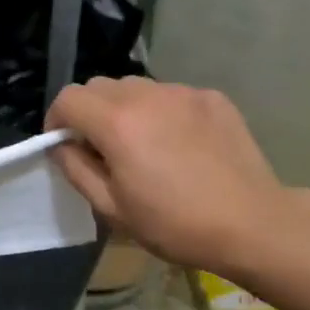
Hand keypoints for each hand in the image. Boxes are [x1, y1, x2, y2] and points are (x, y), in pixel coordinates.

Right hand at [47, 77, 301, 275]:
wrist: (253, 223)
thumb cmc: (174, 224)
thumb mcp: (111, 208)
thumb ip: (75, 168)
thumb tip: (60, 144)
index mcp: (117, 122)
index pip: (69, 98)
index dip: (57, 119)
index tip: (64, 144)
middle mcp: (147, 95)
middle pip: (99, 86)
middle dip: (89, 112)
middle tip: (102, 148)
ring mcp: (183, 92)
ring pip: (136, 87)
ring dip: (125, 108)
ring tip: (143, 144)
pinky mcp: (212, 97)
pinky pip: (170, 95)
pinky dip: (162, 111)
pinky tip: (180, 144)